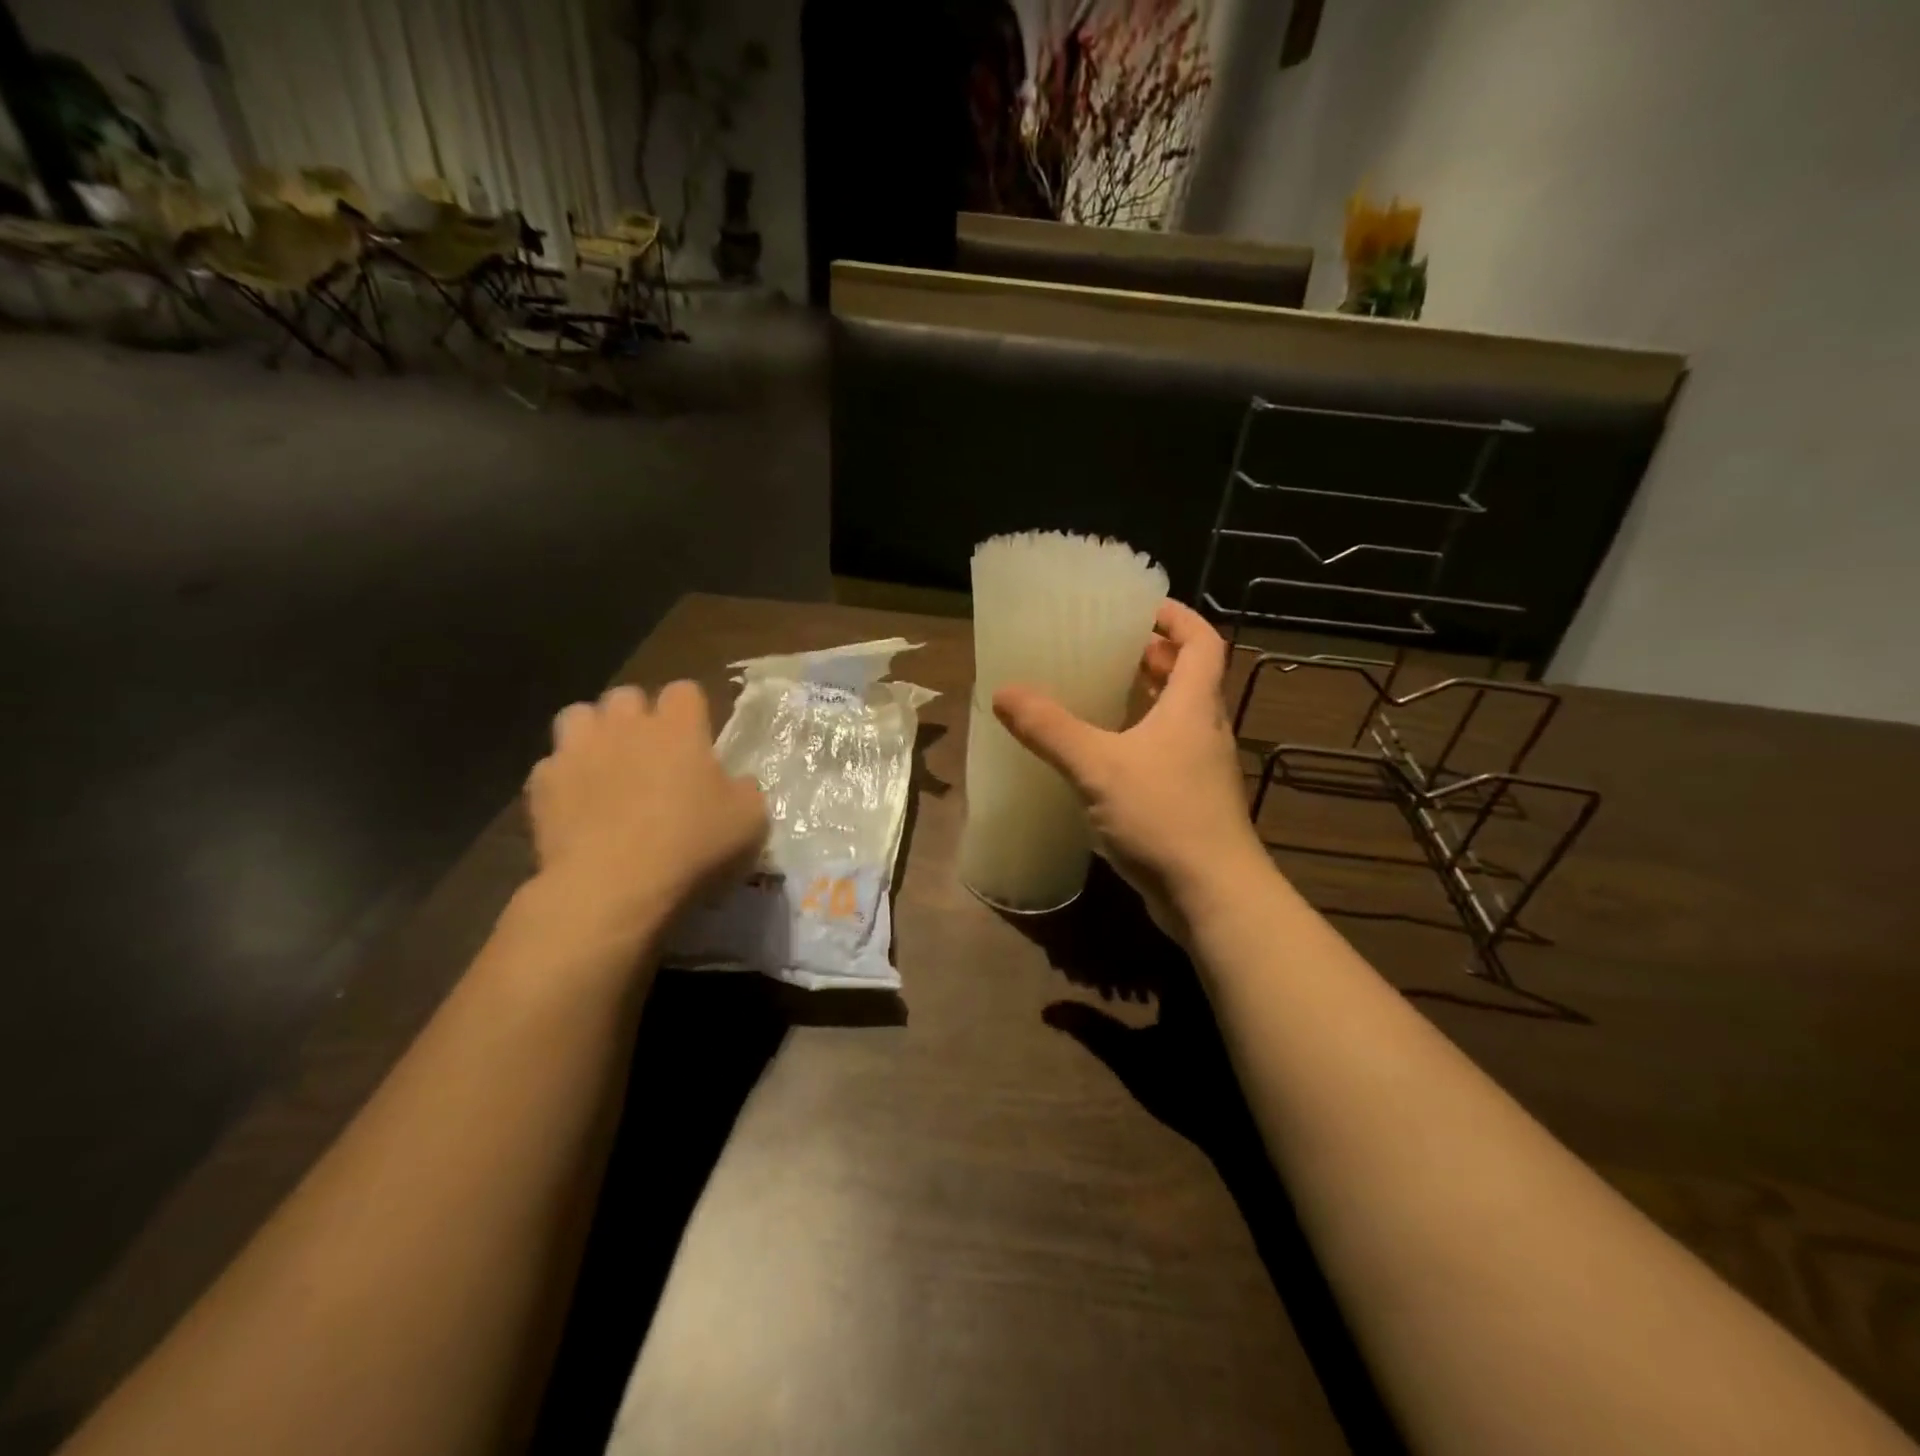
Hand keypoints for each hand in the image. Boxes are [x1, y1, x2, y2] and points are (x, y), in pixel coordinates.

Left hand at [525, 682, 767, 947]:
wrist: (611, 884)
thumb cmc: (691, 844)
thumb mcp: (749, 820)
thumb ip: (744, 790)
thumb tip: (736, 783)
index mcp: (678, 727)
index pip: (685, 691)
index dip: (691, 711)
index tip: (698, 739)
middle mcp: (625, 725)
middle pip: (627, 696)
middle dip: (637, 717)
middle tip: (651, 753)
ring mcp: (577, 750)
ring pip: (579, 716)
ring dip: (593, 734)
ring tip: (606, 766)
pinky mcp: (541, 783)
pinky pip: (552, 766)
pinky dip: (565, 779)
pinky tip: (576, 807)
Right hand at [993, 601, 1270, 941]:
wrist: (1214, 896)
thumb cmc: (1163, 817)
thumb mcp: (1098, 766)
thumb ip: (1050, 729)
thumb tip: (1004, 692)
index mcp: (1194, 707)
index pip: (1202, 642)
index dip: (1177, 618)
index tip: (1141, 608)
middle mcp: (1205, 731)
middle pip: (1190, 678)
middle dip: (1155, 658)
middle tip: (1111, 649)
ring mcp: (1202, 771)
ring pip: (1178, 720)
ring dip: (1148, 701)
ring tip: (1102, 695)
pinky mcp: (1192, 804)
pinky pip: (1167, 755)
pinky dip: (1141, 742)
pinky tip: (1104, 759)